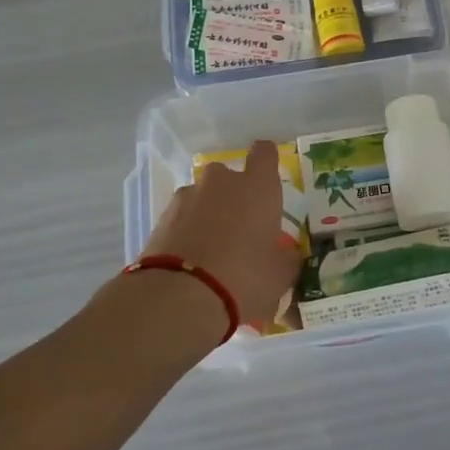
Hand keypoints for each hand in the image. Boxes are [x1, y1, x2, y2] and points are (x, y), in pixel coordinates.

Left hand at [143, 140, 300, 330]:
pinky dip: (188, 232)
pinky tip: (192, 261)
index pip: (265, 153)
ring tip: (211, 253)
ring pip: (204, 198)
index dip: (267, 161)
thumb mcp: (280, 275)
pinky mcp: (162, 216)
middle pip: (230, 177)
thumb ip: (287, 258)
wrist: (179, 296)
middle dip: (234, 197)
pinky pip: (182, 218)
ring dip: (209, 215)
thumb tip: (288, 254)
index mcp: (257, 187)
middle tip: (241, 230)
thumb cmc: (244, 277)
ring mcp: (188, 196)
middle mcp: (222, 181)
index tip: (267, 179)